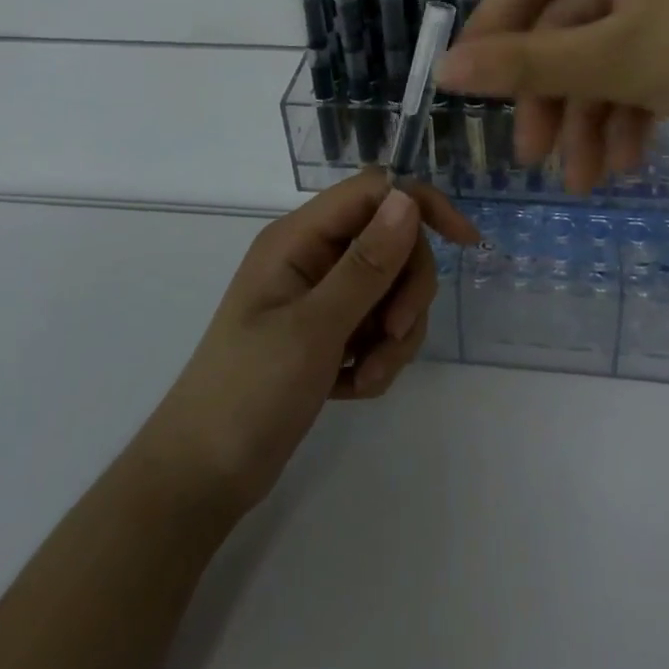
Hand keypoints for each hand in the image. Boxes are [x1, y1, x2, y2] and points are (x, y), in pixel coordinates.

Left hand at [134, 170, 477, 520]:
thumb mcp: (314, 328)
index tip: (465, 243)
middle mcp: (312, 258)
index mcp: (299, 239)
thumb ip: (365, 264)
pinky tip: (352, 388)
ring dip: (393, 336)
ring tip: (366, 377)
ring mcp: (320, 297)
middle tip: (392, 337)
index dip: (421, 206)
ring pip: (390, 290)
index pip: (374, 192)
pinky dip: (377, 357)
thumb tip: (406, 199)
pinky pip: (377, 327)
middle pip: (391, 243)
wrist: (203, 476)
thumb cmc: (249, 393)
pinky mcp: (328, 333)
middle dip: (405, 292)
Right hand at [436, 0, 668, 190]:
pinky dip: (642, 98)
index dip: (492, 42)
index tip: (471, 102)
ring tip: (594, 180)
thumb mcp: (622, 57)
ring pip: (618, 41)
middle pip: (573, 18)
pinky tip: (636, 153)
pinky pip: (661, 44)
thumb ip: (527, 63)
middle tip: (539, 163)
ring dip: (598, 111)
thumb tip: (445, 67)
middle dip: (554, 96)